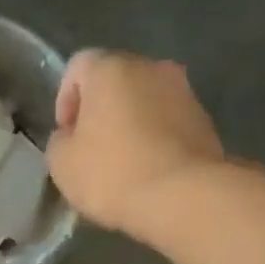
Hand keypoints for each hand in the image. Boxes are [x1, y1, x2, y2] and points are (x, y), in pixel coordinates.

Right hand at [46, 51, 224, 236]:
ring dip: (132, 123)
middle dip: (101, 109)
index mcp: (111, 68)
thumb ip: (60, 141)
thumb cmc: (113, 173)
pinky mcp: (205, 121)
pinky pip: (169, 122)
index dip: (65, 98)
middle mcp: (151, 68)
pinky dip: (156, 138)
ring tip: (124, 162)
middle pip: (116, 80)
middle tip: (92, 147)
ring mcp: (184, 92)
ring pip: (146, 101)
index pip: (78, 66)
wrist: (183, 197)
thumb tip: (71, 137)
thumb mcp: (62, 163)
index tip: (66, 133)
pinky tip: (150, 170)